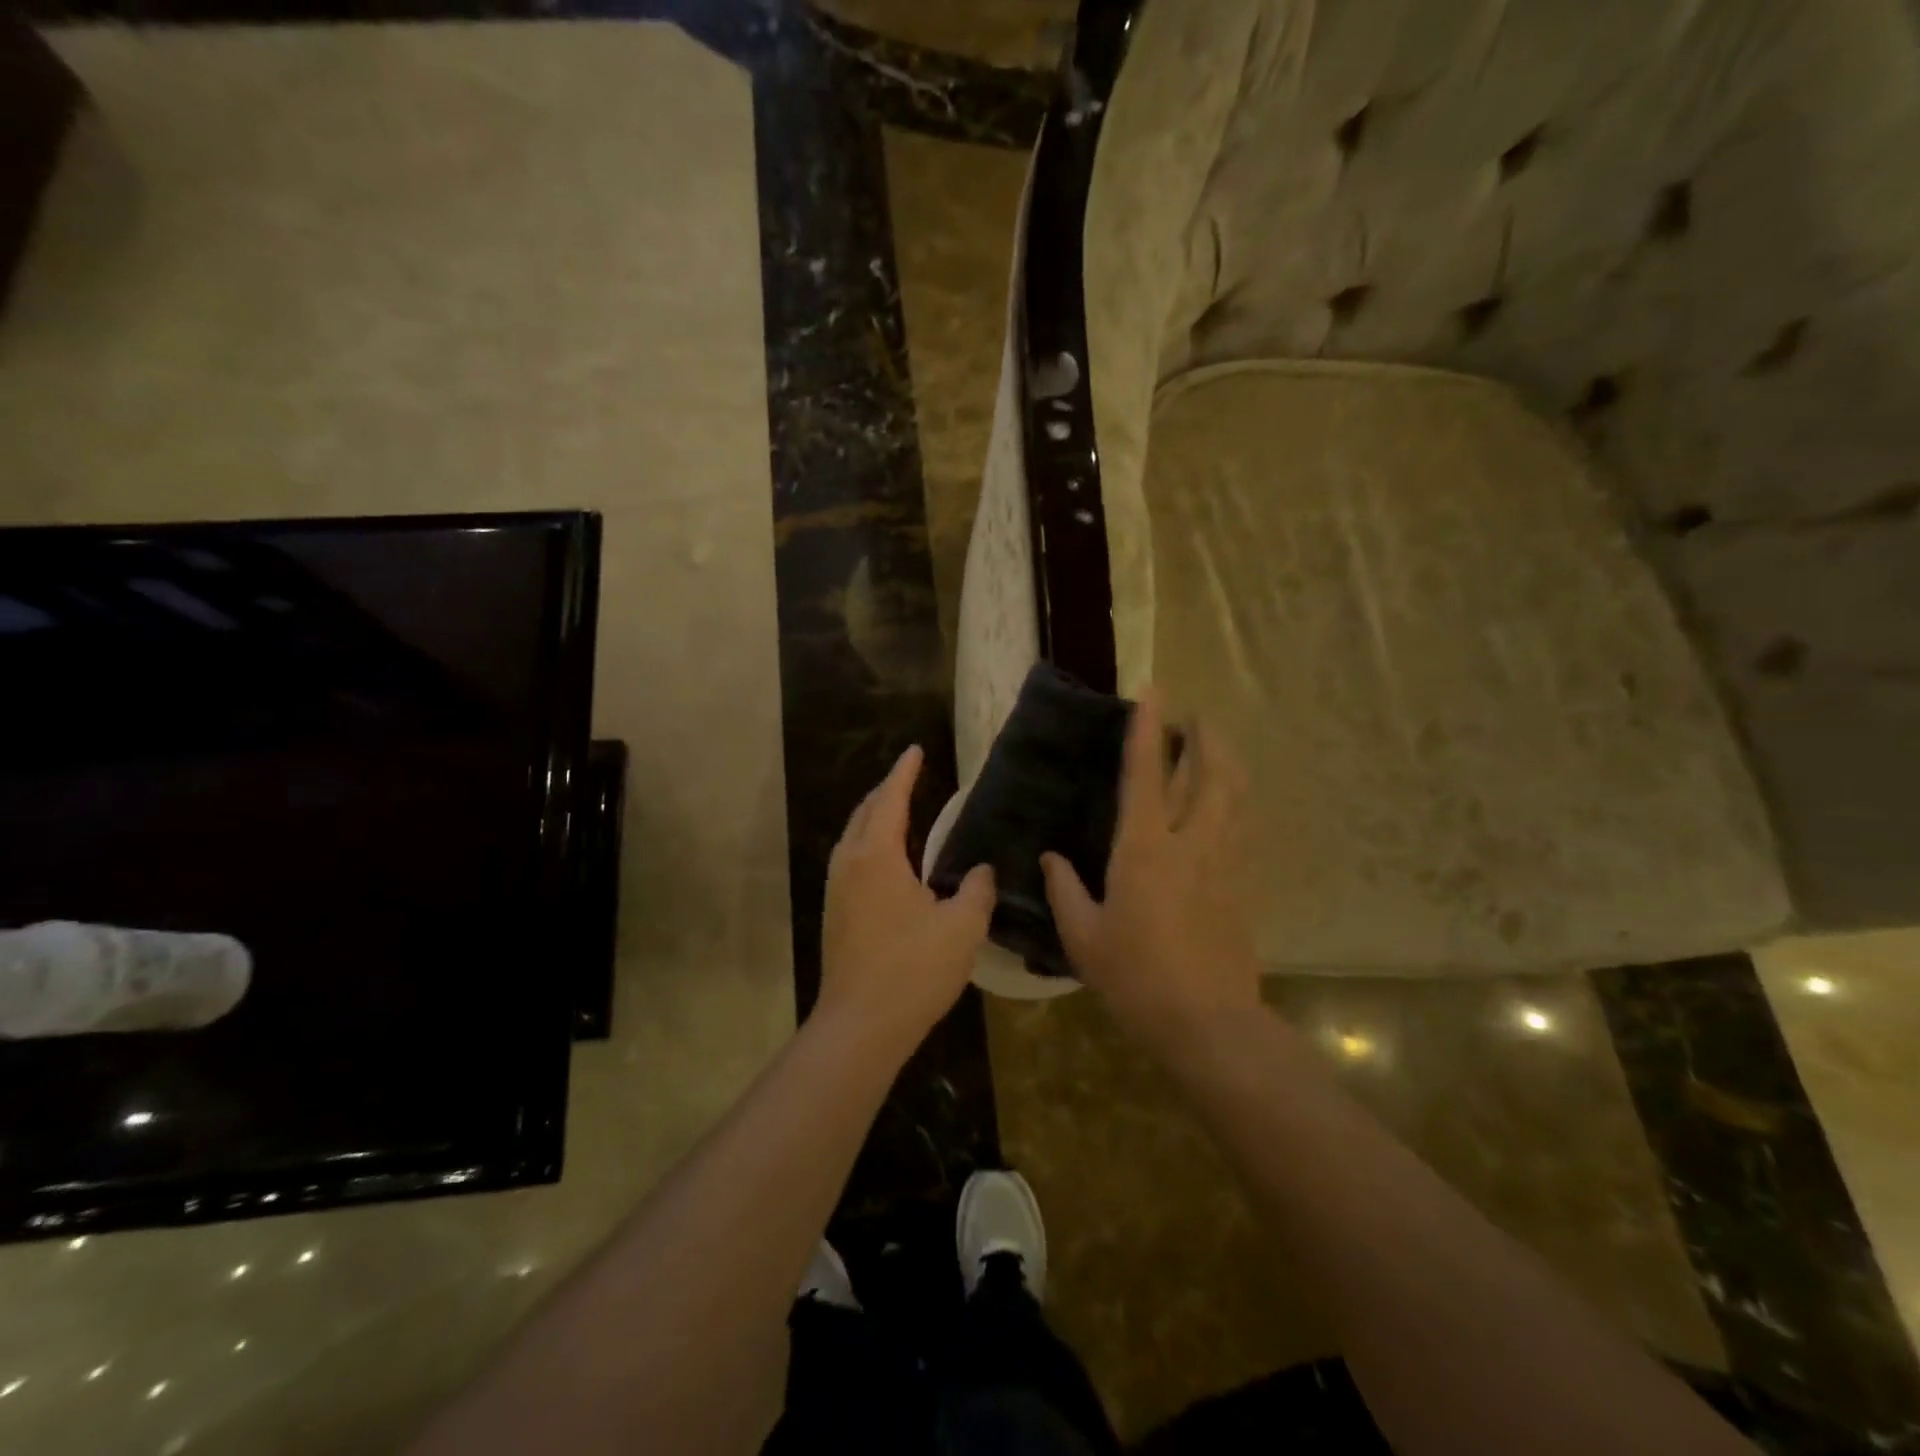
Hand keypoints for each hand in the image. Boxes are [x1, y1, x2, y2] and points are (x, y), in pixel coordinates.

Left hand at [818, 745, 995, 1059]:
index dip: (904, 773)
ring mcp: (836, 890)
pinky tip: (886, 862)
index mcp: (878, 856)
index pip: (891, 800)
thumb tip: (981, 870)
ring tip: (897, 812)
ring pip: (852, 837)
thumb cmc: (913, 969)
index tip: (915, 750)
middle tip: (909, 777)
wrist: (860, 1025)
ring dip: (873, 817)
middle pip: (865, 813)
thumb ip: (976, 890)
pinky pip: (850, 860)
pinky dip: (868, 843)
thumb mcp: (962, 927)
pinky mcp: (834, 914)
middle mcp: (850, 864)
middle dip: (886, 791)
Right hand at [1041, 690, 1261, 1048]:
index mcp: (1145, 848)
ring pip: (1234, 792)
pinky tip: (1227, 800)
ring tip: (1212, 745)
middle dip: (1203, 735)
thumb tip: (1049, 858)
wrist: (1207, 1021)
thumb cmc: (1135, 976)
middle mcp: (1191, 841)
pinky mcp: (1243, 881)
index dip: (1148, 729)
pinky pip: (1242, 823)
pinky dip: (1235, 798)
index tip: (1152, 691)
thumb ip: (1064, 889)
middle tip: (1191, 717)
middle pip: (1209, 771)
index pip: (1147, 774)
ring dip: (1225, 760)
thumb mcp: (1083, 936)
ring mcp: (1224, 860)